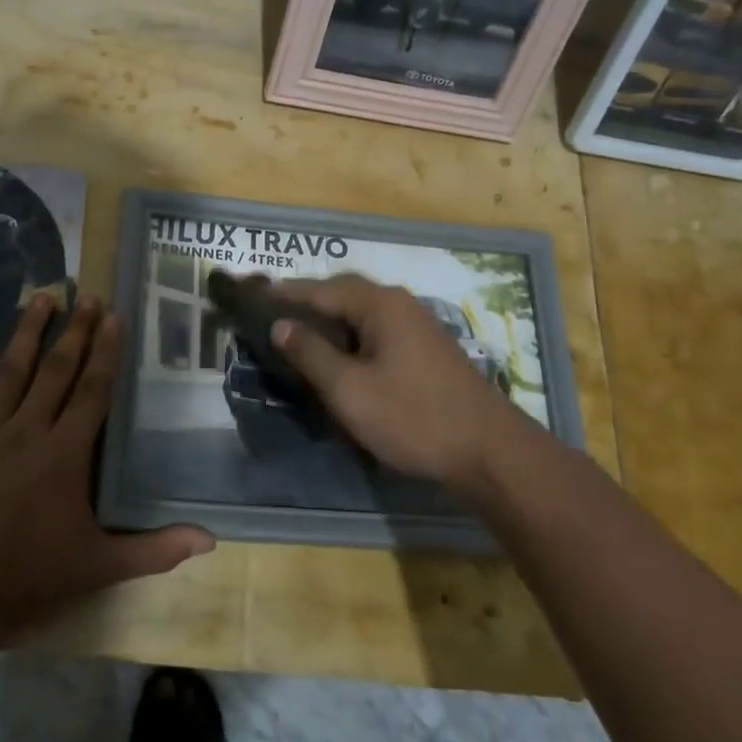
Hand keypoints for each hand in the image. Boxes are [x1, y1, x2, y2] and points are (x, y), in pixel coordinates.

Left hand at [0, 293, 214, 650]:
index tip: (114, 316)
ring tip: (43, 295)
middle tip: (88, 295)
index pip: (93, 391)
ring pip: (12, 371)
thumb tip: (210, 541)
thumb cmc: (27, 581)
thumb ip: (155, 550)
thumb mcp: (98, 568)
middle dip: (76, 331)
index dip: (106, 352)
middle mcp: (27, 432)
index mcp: (65, 455)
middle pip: (57, 371)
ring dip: (30, 331)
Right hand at [270, 275, 545, 496]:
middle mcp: (399, 304)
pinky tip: (338, 356)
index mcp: (379, 305)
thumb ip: (311, 353)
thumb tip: (281, 324)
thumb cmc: (412, 417)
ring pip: (361, 314)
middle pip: (343, 294)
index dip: (285, 293)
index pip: (320, 289)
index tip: (253, 294)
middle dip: (307, 302)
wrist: (488, 451)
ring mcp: (417, 326)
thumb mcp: (350, 389)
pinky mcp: (425, 349)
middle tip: (272, 313)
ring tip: (297, 334)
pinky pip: (376, 331)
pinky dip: (350, 336)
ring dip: (329, 320)